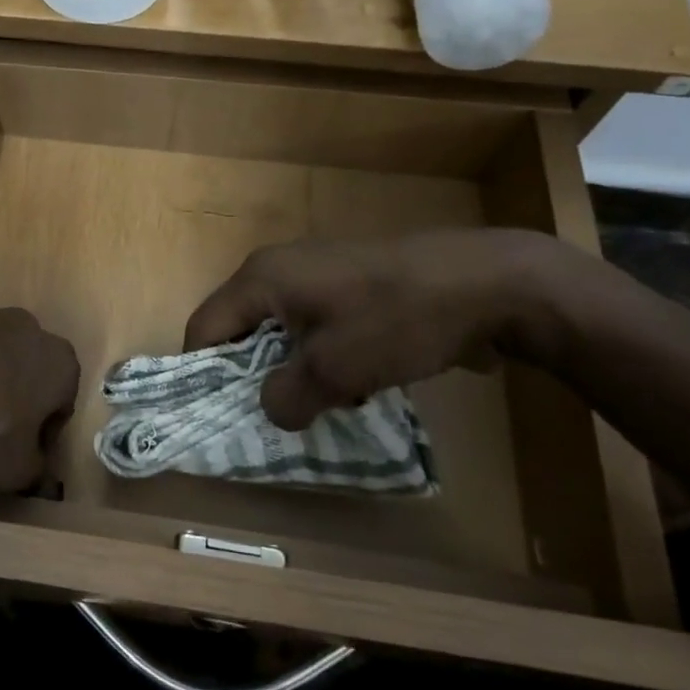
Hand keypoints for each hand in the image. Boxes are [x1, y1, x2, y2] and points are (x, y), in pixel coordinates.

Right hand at [183, 231, 559, 429]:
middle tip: (270, 420)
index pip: (204, 327)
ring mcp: (319, 274)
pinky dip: (325, 358)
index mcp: (261, 279)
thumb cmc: (396, 320)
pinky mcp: (352, 286)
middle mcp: (280, 269)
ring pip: (283, 333)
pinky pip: (318, 327)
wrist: (487, 282)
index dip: (201, 374)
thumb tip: (273, 409)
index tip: (216, 417)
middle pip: (241, 330)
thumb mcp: (335, 370)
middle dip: (252, 377)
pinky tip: (357, 385)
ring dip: (294, 372)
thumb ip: (287, 397)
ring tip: (322, 406)